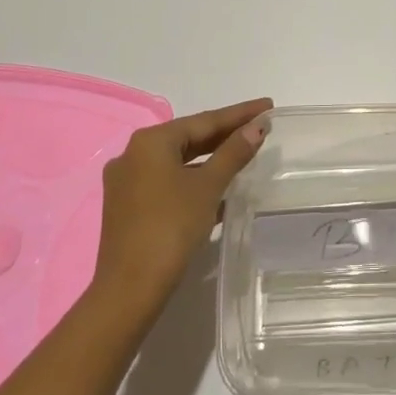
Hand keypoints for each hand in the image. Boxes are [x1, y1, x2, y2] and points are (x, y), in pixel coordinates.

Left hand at [94, 98, 271, 316]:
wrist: (131, 287)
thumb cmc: (171, 227)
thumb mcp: (208, 186)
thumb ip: (233, 153)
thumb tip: (257, 127)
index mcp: (150, 142)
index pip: (204, 120)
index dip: (240, 114)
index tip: (268, 107)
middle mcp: (133, 155)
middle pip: (189, 138)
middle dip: (226, 134)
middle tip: (260, 127)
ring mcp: (127, 182)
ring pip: (179, 161)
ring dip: (211, 158)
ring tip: (245, 154)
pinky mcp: (129, 206)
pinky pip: (168, 181)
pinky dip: (194, 179)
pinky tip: (220, 187)